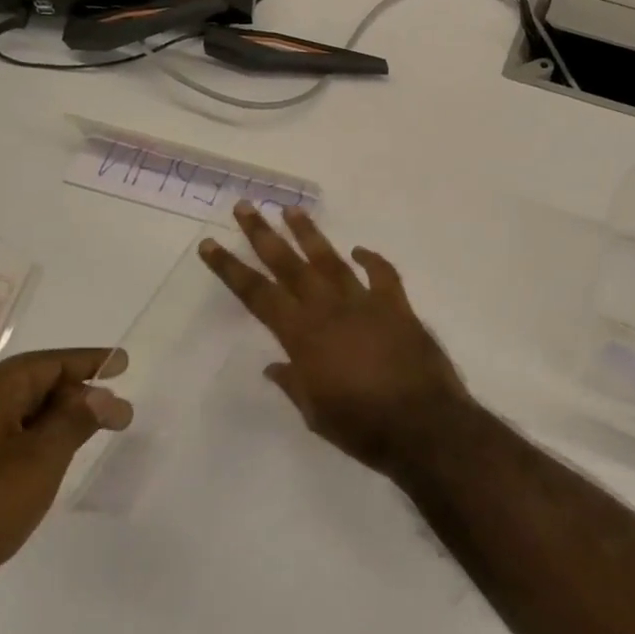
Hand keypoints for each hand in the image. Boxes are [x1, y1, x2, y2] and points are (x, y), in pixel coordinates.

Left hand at [0, 349, 131, 633]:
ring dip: (54, 419)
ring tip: (90, 432)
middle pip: (30, 383)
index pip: (48, 363)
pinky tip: (48, 458)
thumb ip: (75, 420)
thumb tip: (101, 394)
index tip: (123, 364)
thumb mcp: (41, 460)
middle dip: (76, 394)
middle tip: (116, 412)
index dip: (89, 362)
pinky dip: (30, 438)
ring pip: (14, 411)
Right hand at [199, 203, 469, 479]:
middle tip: (245, 207)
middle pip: (289, 265)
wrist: (424, 425)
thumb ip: (294, 384)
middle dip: (263, 235)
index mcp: (303, 336)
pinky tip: (359, 250)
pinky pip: (383, 274)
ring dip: (309, 234)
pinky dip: (371, 260)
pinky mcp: (397, 307)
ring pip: (331, 260)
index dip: (231, 269)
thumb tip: (274, 366)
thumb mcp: (315, 414)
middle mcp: (329, 310)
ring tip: (292, 210)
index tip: (210, 244)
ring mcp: (365, 303)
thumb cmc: (362, 427)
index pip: (257, 295)